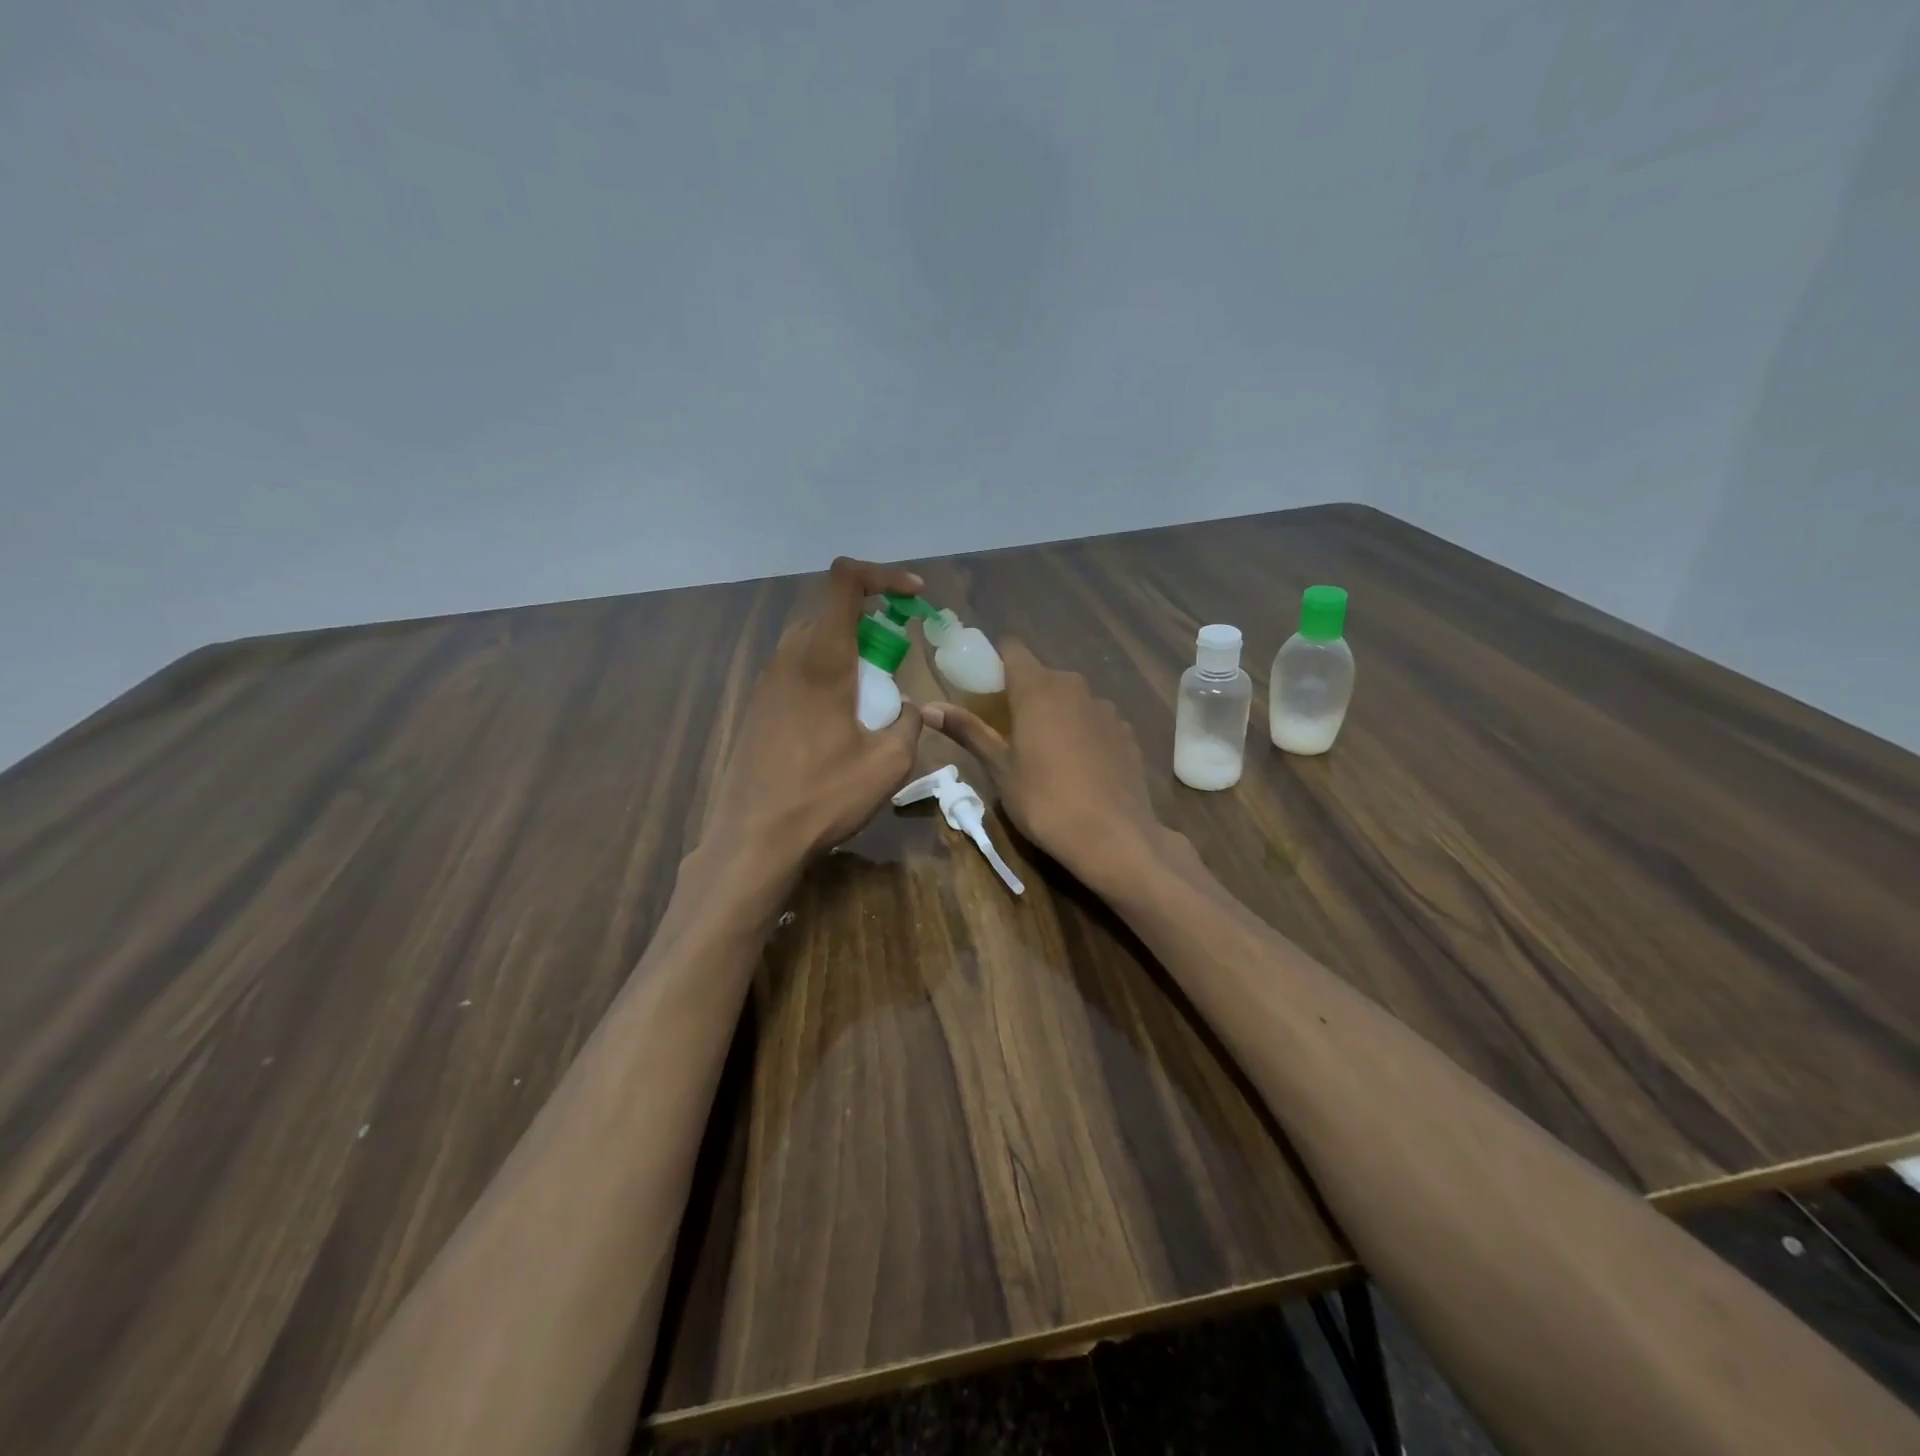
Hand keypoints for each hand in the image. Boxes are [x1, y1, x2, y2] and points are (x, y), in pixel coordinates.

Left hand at [704, 557, 925, 869]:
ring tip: (871, 694)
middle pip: (829, 610)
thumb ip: (910, 722)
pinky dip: (826, 673)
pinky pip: (796, 669)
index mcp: (822, 658)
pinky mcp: (757, 707)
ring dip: (847, 649)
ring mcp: (766, 682)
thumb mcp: (888, 763)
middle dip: (870, 620)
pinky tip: (839, 721)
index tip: (914, 598)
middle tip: (896, 656)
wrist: (754, 838)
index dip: (883, 575)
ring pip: (811, 639)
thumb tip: (910, 707)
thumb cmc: (824, 796)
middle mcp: (788, 657)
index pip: (845, 581)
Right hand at [922, 643, 1166, 892]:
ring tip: (1046, 753)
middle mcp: (1074, 687)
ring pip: (1071, 698)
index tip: (985, 689)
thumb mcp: (999, 768)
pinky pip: (1094, 720)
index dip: (996, 663)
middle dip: (1024, 693)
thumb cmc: (1044, 801)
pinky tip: (1080, 767)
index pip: (1013, 650)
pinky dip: (1083, 732)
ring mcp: (1105, 708)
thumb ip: (968, 731)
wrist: (1113, 836)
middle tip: (1008, 730)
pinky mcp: (1126, 732)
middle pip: (1042, 675)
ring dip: (1055, 713)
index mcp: (1037, 689)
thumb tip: (928, 708)